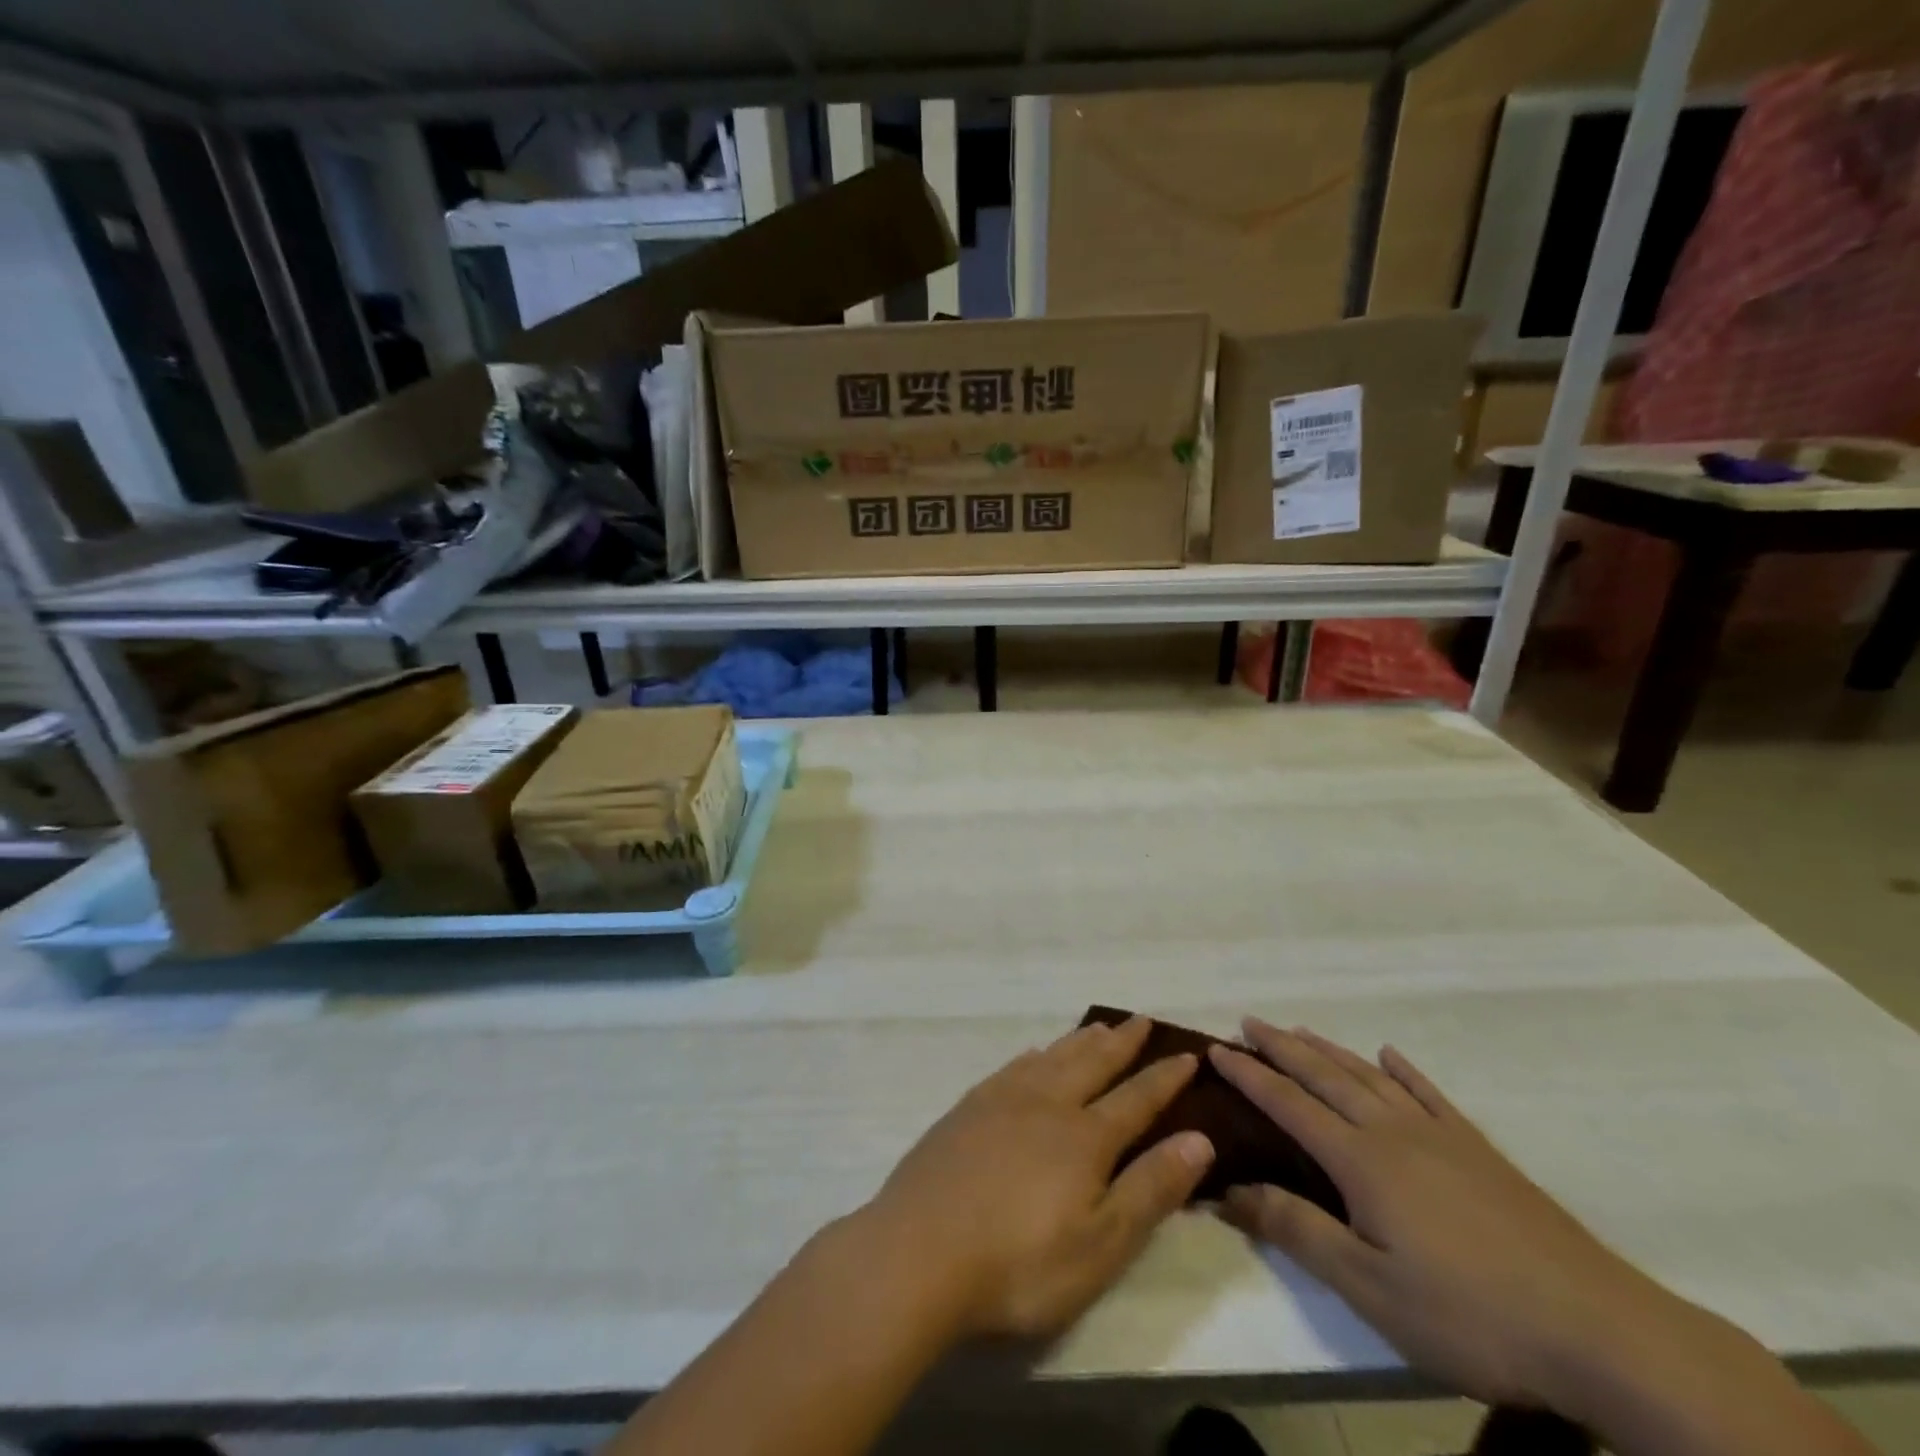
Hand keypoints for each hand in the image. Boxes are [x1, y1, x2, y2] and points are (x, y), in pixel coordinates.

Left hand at [860, 1016, 1214, 1341]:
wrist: (919, 1251)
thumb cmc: (1020, 1263)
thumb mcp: (1100, 1244)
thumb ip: (1150, 1189)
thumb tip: (1198, 1139)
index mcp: (1085, 1137)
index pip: (1137, 1099)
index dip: (1165, 1078)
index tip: (1187, 1053)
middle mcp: (1047, 1103)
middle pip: (1093, 1063)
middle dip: (1123, 1043)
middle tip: (1141, 1020)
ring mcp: (1003, 1100)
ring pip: (1053, 1057)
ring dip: (1081, 1041)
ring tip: (1099, 1027)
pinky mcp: (968, 1108)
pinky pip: (1014, 1066)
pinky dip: (1035, 1054)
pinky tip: (1035, 1054)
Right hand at [1211, 1020, 1678, 1410]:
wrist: (1599, 1330)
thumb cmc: (1470, 1314)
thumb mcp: (1370, 1289)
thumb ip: (1297, 1231)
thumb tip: (1227, 1190)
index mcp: (1361, 1160)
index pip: (1288, 1104)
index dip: (1249, 1074)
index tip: (1216, 1049)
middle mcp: (1392, 1131)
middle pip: (1324, 1075)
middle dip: (1281, 1046)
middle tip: (1249, 1021)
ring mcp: (1440, 1135)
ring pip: (1369, 1076)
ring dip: (1328, 1049)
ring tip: (1299, 1030)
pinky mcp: (1480, 1150)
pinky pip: (1430, 1094)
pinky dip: (1403, 1069)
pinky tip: (1391, 1055)